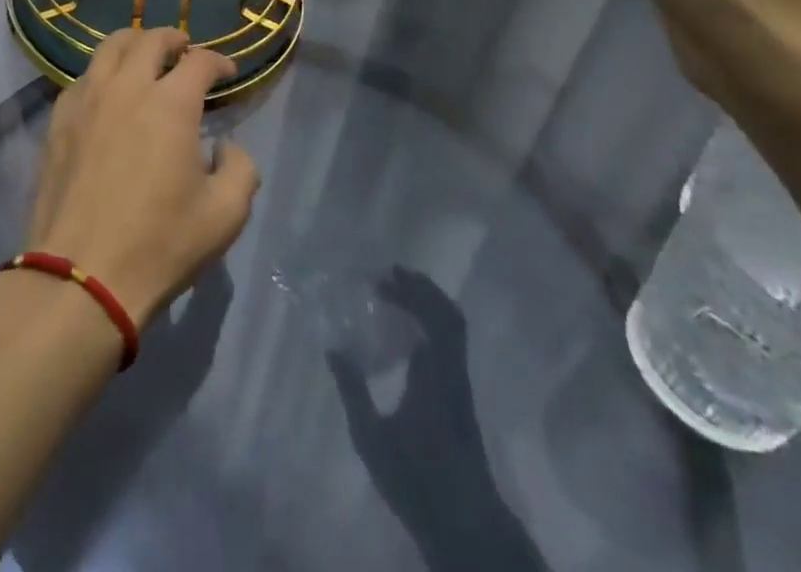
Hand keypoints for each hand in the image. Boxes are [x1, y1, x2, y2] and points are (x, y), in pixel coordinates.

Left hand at [27, 28, 259, 327]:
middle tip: (185, 51)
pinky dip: (102, 73)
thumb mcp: (225, 214)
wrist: (82, 275)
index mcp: (171, 103)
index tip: (228, 73)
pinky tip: (107, 94)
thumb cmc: (160, 244)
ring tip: (144, 57)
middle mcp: (127, 87)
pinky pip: (82, 78)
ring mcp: (87, 100)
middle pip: (151, 39)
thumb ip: (241, 168)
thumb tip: (224, 146)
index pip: (200, 61)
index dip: (219, 61)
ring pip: (110, 48)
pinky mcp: (58, 120)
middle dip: (174, 39)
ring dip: (134, 44)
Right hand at [328, 269, 545, 571]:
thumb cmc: (417, 480)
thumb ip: (352, 391)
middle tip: (390, 275)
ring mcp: (461, 384)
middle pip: (448, 315)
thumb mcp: (372, 438)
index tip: (381, 280)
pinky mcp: (462, 397)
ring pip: (454, 328)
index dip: (409, 292)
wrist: (467, 526)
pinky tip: (410, 330)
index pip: (430, 316)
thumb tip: (334, 348)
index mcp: (434, 373)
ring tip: (400, 292)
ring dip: (429, 303)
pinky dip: (434, 323)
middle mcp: (453, 371)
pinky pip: (452, 343)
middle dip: (421, 289)